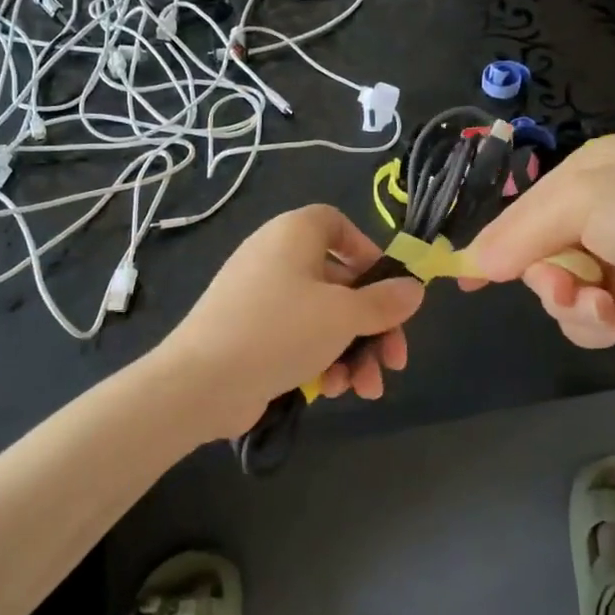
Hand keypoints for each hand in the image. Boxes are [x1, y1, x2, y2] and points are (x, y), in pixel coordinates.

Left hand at [163, 205, 424, 429]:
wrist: (201, 382)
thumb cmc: (279, 331)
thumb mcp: (343, 315)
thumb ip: (384, 302)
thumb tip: (414, 288)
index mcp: (294, 234)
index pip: (336, 224)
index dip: (367, 252)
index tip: (389, 288)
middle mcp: (277, 258)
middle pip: (340, 282)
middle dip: (373, 324)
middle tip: (395, 360)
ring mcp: (261, 297)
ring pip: (323, 317)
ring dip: (353, 352)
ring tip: (366, 389)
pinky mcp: (252, 333)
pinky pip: (298, 337)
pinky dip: (320, 359)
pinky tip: (330, 390)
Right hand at [464, 135, 614, 347]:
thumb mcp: (584, 200)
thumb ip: (520, 232)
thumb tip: (471, 263)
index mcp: (588, 173)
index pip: (523, 210)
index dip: (495, 243)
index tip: (467, 277)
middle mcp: (599, 214)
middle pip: (537, 256)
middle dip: (545, 278)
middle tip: (562, 288)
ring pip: (559, 293)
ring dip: (572, 305)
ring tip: (603, 308)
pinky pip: (589, 319)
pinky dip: (597, 324)